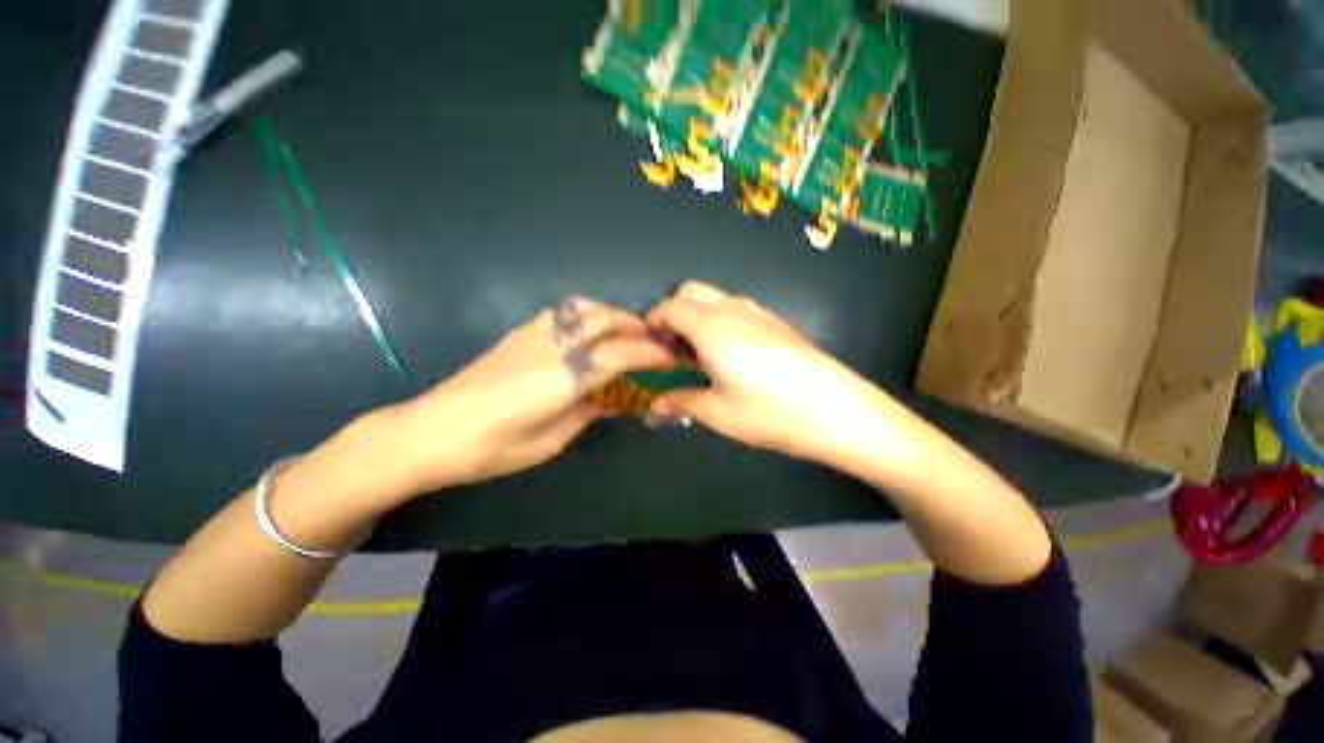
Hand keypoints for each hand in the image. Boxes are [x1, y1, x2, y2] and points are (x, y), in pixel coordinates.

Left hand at [398, 296, 677, 490]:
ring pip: (585, 308)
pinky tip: (590, 330)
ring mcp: (534, 334)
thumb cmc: (492, 449)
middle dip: (637, 327)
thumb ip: (588, 412)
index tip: (673, 357)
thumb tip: (612, 397)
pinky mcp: (519, 333)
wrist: (431, 432)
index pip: (621, 354)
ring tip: (627, 331)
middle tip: (655, 341)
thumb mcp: (550, 441)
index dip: (652, 353)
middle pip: (606, 320)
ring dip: (614, 315)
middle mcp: (554, 347)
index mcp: (564, 379)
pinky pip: (563, 312)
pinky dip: (587, 313)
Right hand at [647, 281, 882, 463]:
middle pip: (691, 291)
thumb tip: (654, 406)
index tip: (650, 346)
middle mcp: (732, 310)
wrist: (837, 410)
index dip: (653, 321)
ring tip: (700, 354)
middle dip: (673, 312)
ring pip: (716, 298)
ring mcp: (759, 312)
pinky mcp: (777, 322)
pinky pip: (738, 308)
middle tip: (673, 349)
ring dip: (698, 315)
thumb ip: (680, 402)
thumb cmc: (768, 412)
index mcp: (710, 326)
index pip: (670, 306)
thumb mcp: (717, 412)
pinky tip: (731, 355)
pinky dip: (721, 320)